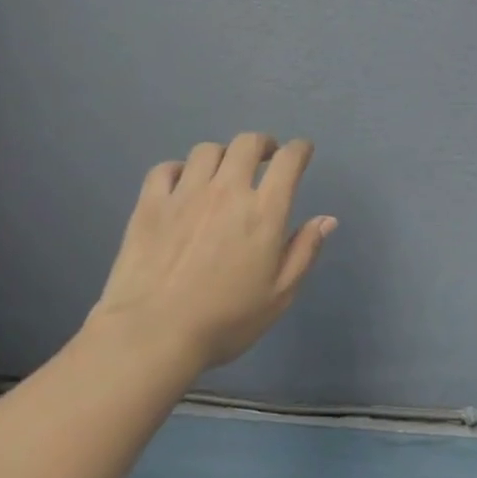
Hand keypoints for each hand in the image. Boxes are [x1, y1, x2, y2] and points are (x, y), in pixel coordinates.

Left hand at [87, 134, 336, 371]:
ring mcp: (184, 194)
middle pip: (246, 144)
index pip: (288, 162)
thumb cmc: (226, 320)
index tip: (302, 151)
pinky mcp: (150, 204)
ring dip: (223, 155)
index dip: (299, 150)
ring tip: (224, 171)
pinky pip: (166, 168)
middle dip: (262, 144)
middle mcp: (226, 191)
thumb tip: (327, 219)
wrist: (153, 333)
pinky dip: (180, 169)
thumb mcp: (279, 295)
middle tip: (266, 156)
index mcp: (264, 212)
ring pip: (206, 151)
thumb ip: (304, 252)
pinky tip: (183, 184)